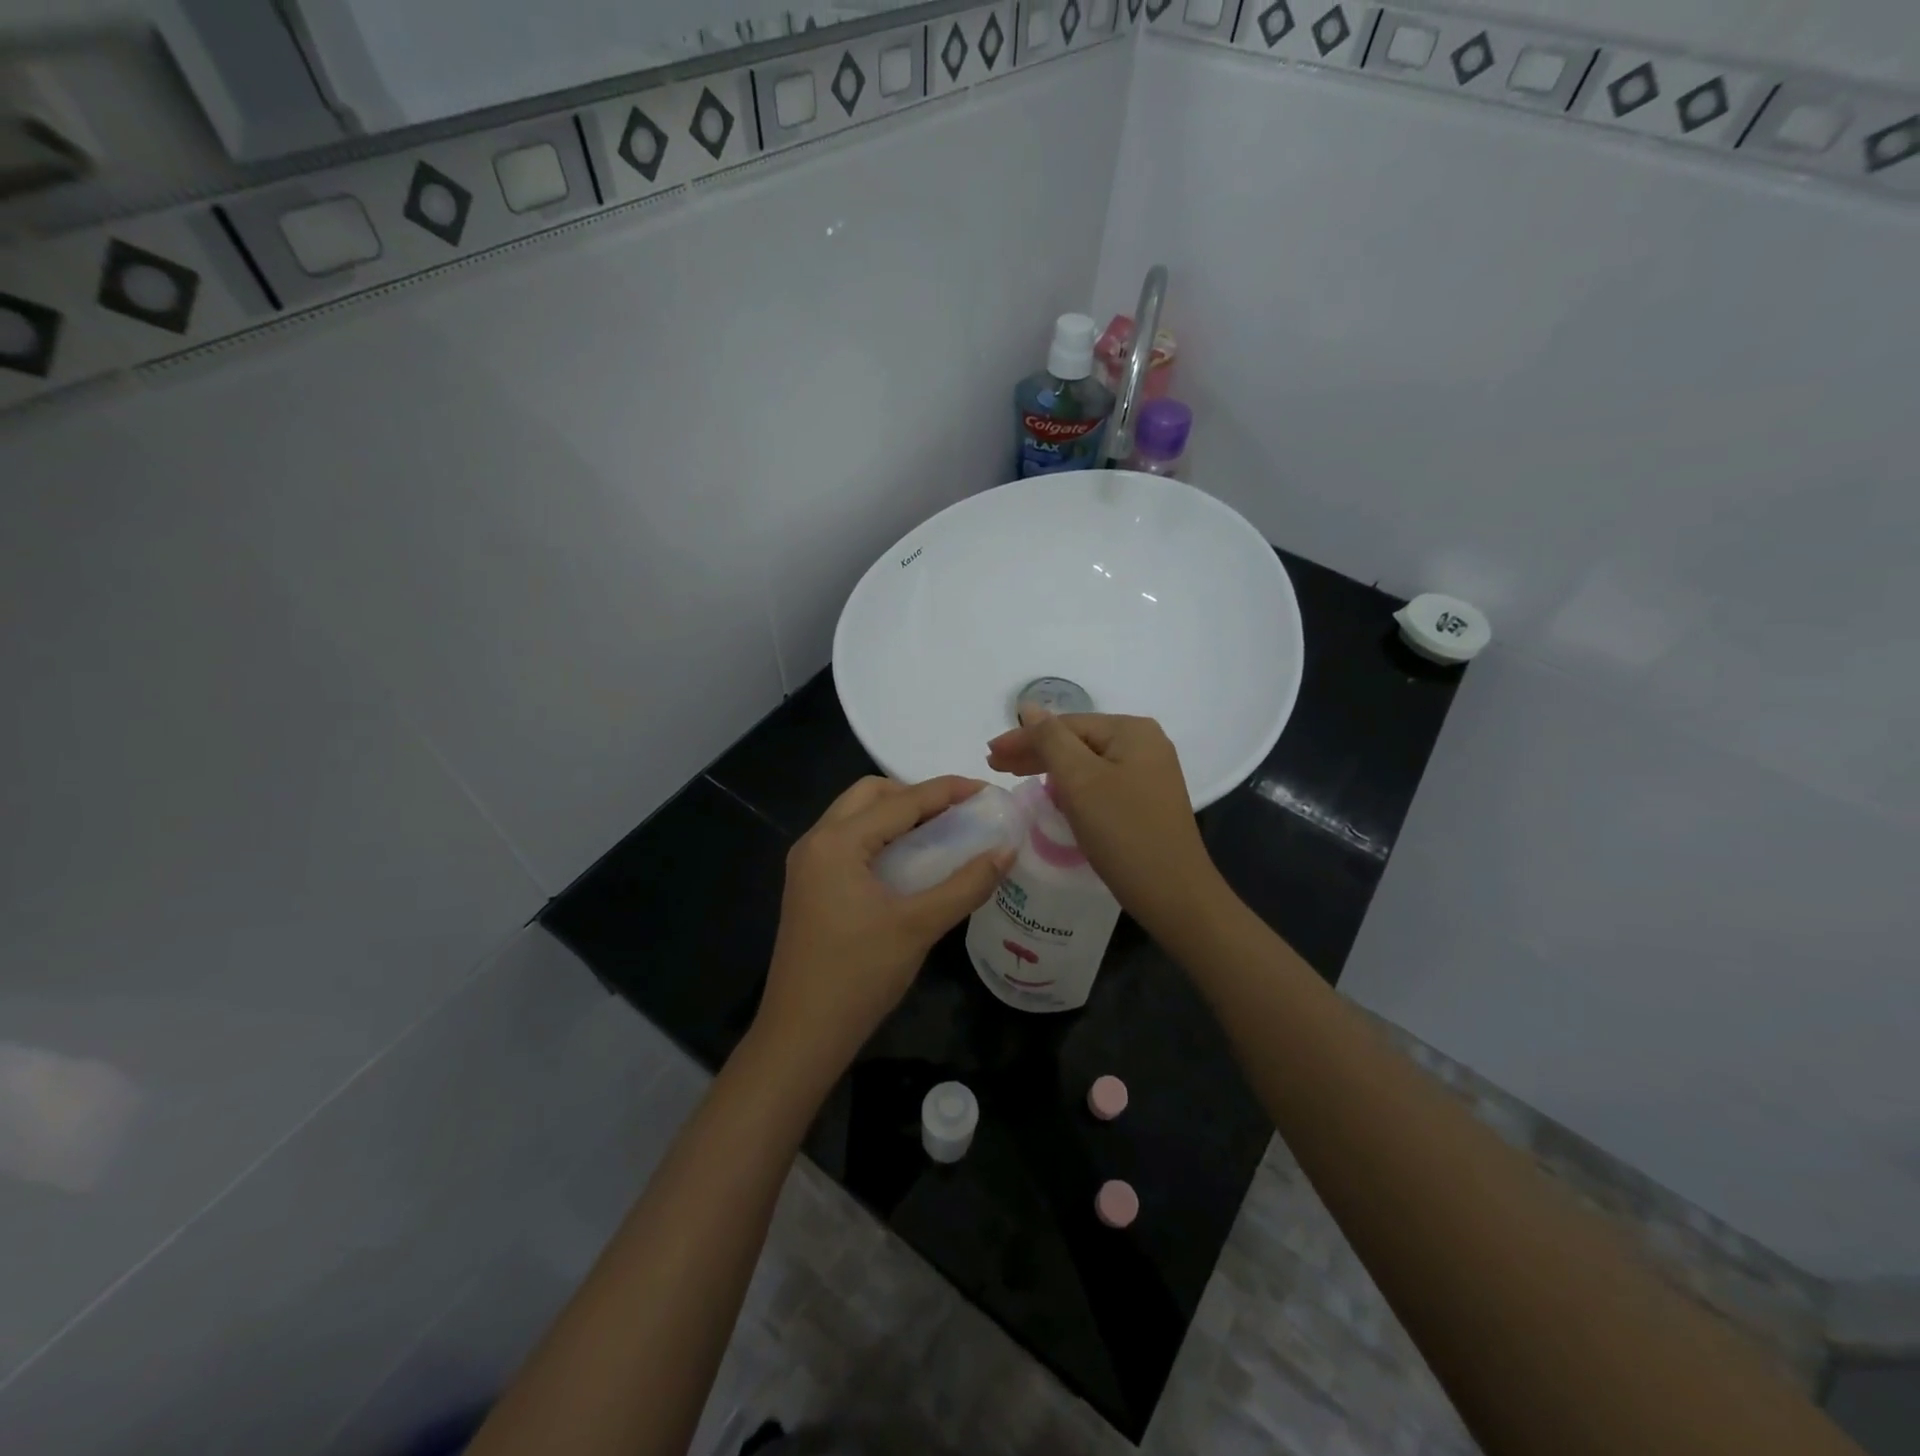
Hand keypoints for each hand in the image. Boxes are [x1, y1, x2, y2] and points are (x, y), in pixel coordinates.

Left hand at [753, 776, 1012, 1083]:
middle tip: (957, 814)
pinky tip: (908, 862)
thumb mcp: (919, 927)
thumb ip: (966, 885)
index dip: (947, 791)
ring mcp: (806, 865)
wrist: (801, 1035)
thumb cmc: (859, 976)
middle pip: (870, 795)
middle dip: (915, 795)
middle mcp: (816, 841)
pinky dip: (880, 837)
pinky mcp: (808, 886)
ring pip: (855, 816)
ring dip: (896, 815)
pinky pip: (847, 842)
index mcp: (837, 843)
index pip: (901, 801)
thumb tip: (1007, 850)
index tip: (987, 790)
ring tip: (939, 833)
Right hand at [985, 710, 1222, 935]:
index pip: (1065, 724)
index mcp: (1132, 730)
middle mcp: (1144, 743)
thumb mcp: (1080, 781)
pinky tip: (1053, 795)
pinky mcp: (1145, 800)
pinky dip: (1071, 786)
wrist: (1174, 894)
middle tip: (995, 765)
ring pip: (1086, 762)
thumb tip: (1029, 707)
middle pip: (1077, 740)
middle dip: (1034, 752)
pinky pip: (1099, 782)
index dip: (1023, 737)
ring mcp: (1148, 773)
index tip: (988, 754)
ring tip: (1015, 776)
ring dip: (1050, 768)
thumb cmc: (1123, 832)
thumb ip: (1050, 740)